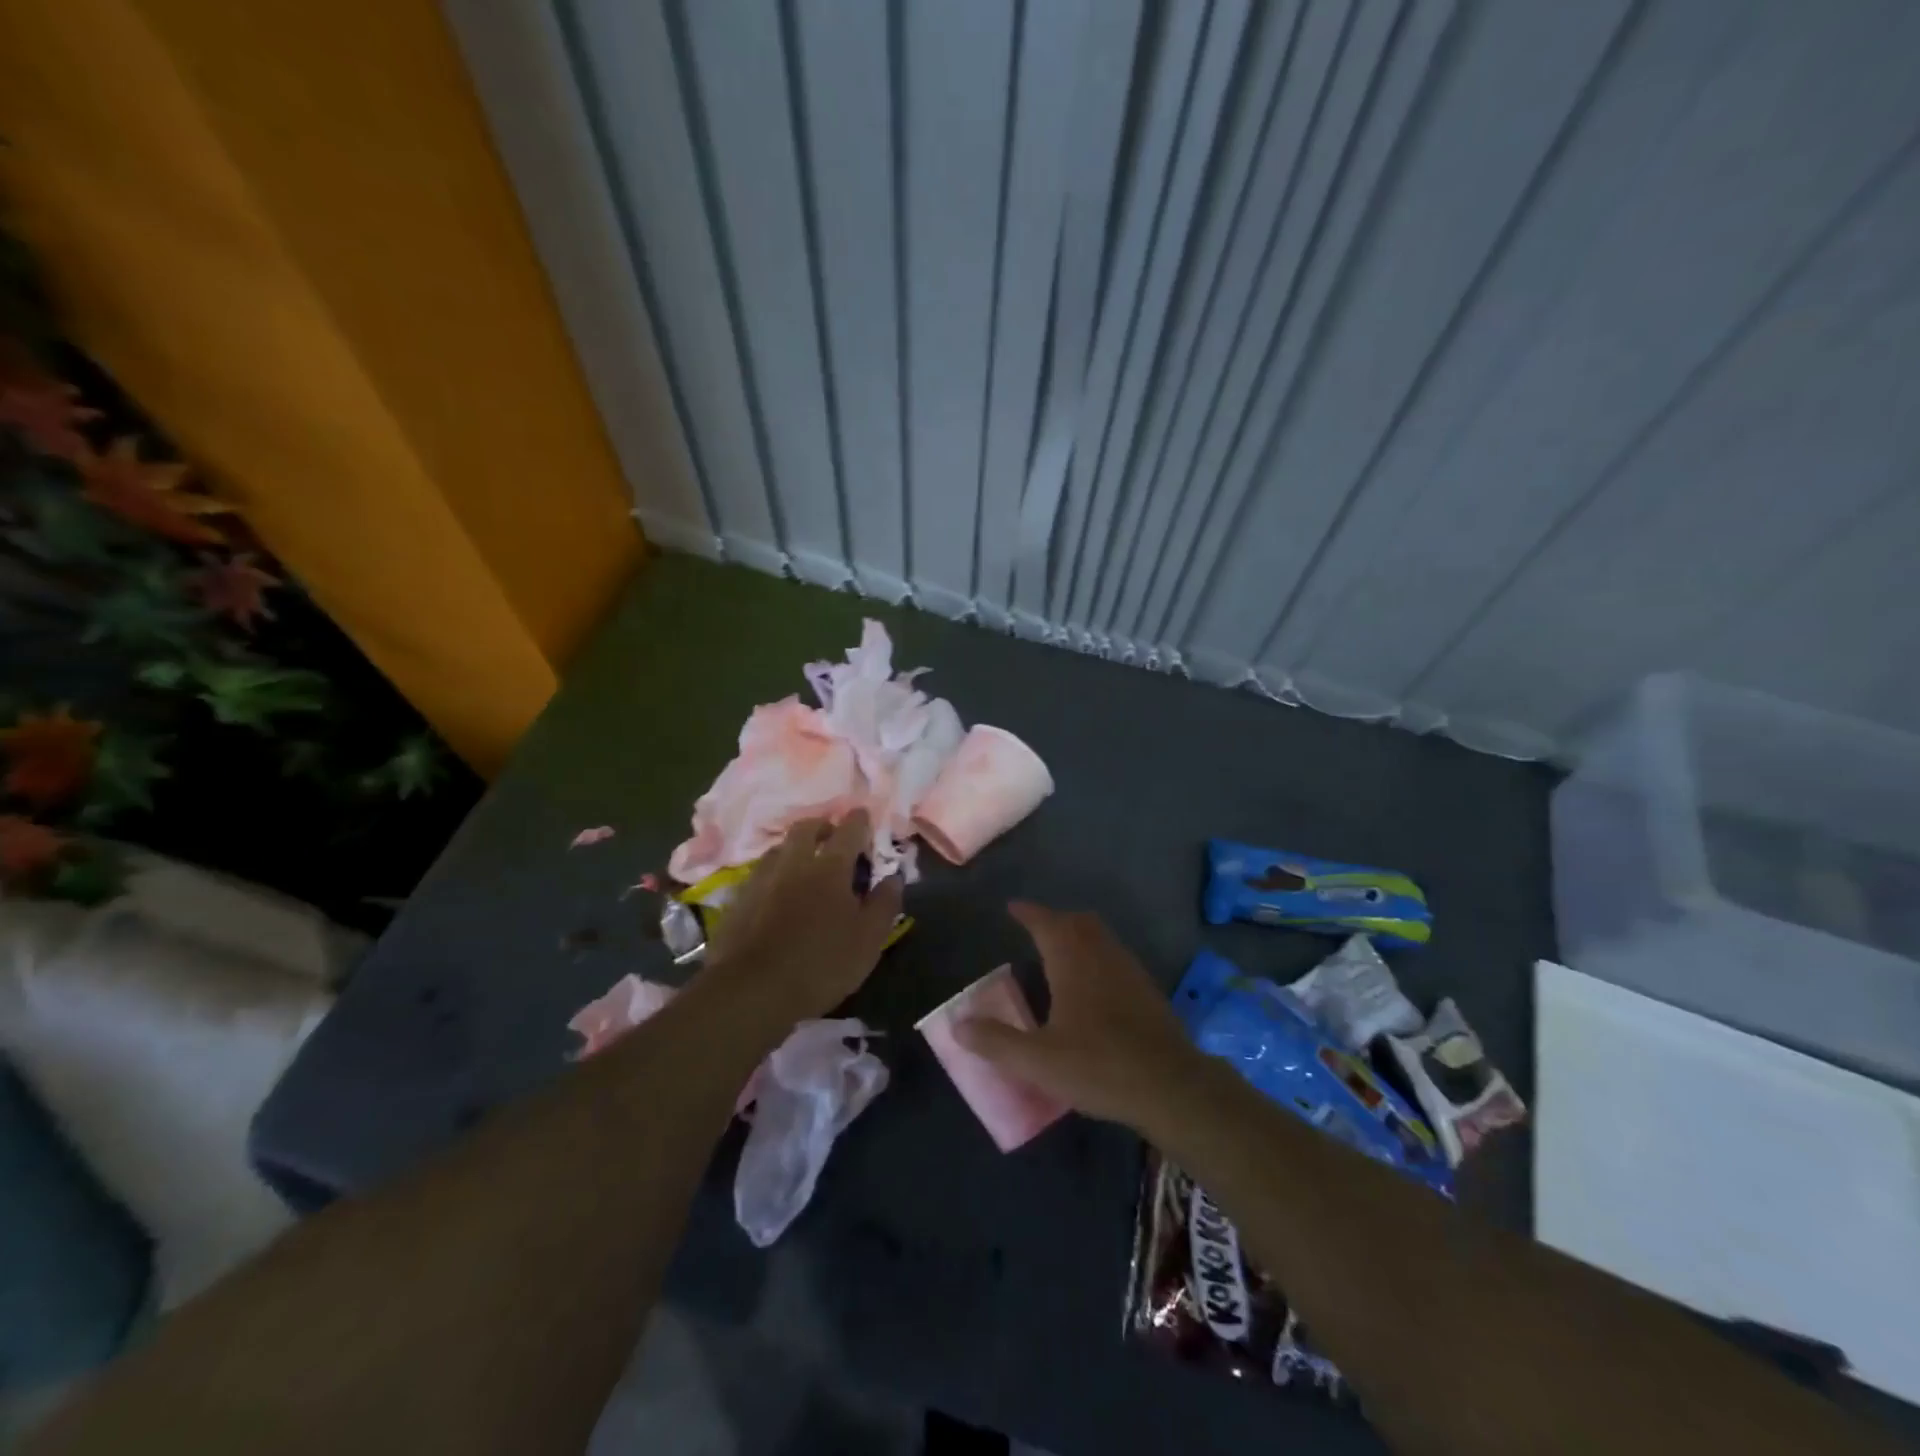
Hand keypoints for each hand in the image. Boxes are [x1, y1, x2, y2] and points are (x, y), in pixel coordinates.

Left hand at [700, 811, 903, 1021]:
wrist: (751, 991)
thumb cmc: (821, 964)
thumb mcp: (868, 940)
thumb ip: (884, 904)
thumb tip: (894, 876)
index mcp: (830, 868)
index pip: (848, 830)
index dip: (859, 820)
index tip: (864, 816)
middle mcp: (793, 863)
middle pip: (806, 828)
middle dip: (822, 826)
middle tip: (832, 836)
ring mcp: (761, 880)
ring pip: (778, 849)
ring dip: (794, 848)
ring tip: (804, 863)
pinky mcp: (738, 900)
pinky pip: (759, 874)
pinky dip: (773, 874)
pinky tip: (776, 892)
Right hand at [952, 902, 1205, 1131]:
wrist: (1171, 1085)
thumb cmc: (1099, 1066)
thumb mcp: (1038, 1060)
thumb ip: (996, 1041)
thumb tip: (958, 1024)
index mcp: (1072, 960)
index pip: (1045, 922)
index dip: (1027, 912)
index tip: (1012, 907)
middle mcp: (1101, 954)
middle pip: (1077, 921)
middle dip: (1054, 920)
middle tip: (1036, 930)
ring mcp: (1128, 969)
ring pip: (1100, 936)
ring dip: (1078, 935)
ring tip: (1060, 954)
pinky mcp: (1147, 989)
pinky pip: (1115, 955)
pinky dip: (1097, 955)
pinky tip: (1093, 986)